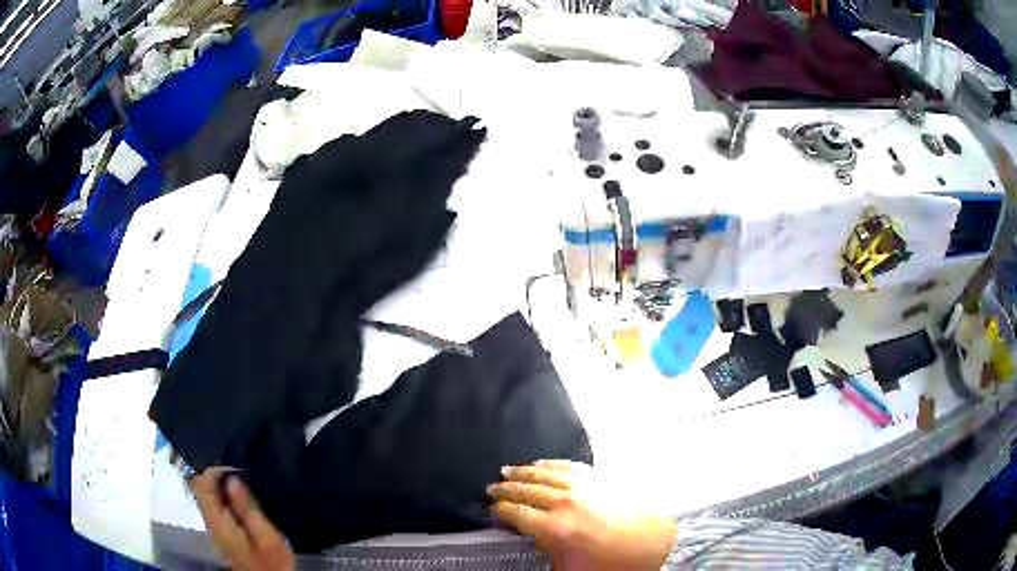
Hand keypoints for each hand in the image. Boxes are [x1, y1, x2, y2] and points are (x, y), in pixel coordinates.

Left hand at [190, 468, 294, 570]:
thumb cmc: (273, 562)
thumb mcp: (267, 537)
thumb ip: (247, 508)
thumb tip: (232, 478)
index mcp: (218, 522)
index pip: (201, 484)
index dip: (215, 469)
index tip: (237, 467)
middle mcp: (210, 521)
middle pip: (200, 487)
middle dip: (216, 474)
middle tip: (241, 470)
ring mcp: (216, 527)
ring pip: (207, 495)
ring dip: (221, 484)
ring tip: (244, 479)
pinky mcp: (224, 531)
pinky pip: (216, 504)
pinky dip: (226, 495)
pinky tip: (243, 496)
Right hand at [488, 460, 677, 570]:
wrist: (653, 546)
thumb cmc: (610, 564)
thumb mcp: (568, 569)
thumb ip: (543, 550)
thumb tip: (529, 538)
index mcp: (554, 529)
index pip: (516, 514)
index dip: (499, 510)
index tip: (490, 508)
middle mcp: (565, 503)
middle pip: (526, 490)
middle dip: (506, 488)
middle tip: (492, 487)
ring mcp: (584, 488)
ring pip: (545, 474)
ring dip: (524, 471)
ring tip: (508, 470)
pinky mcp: (600, 479)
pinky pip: (569, 466)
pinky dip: (552, 464)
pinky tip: (542, 464)